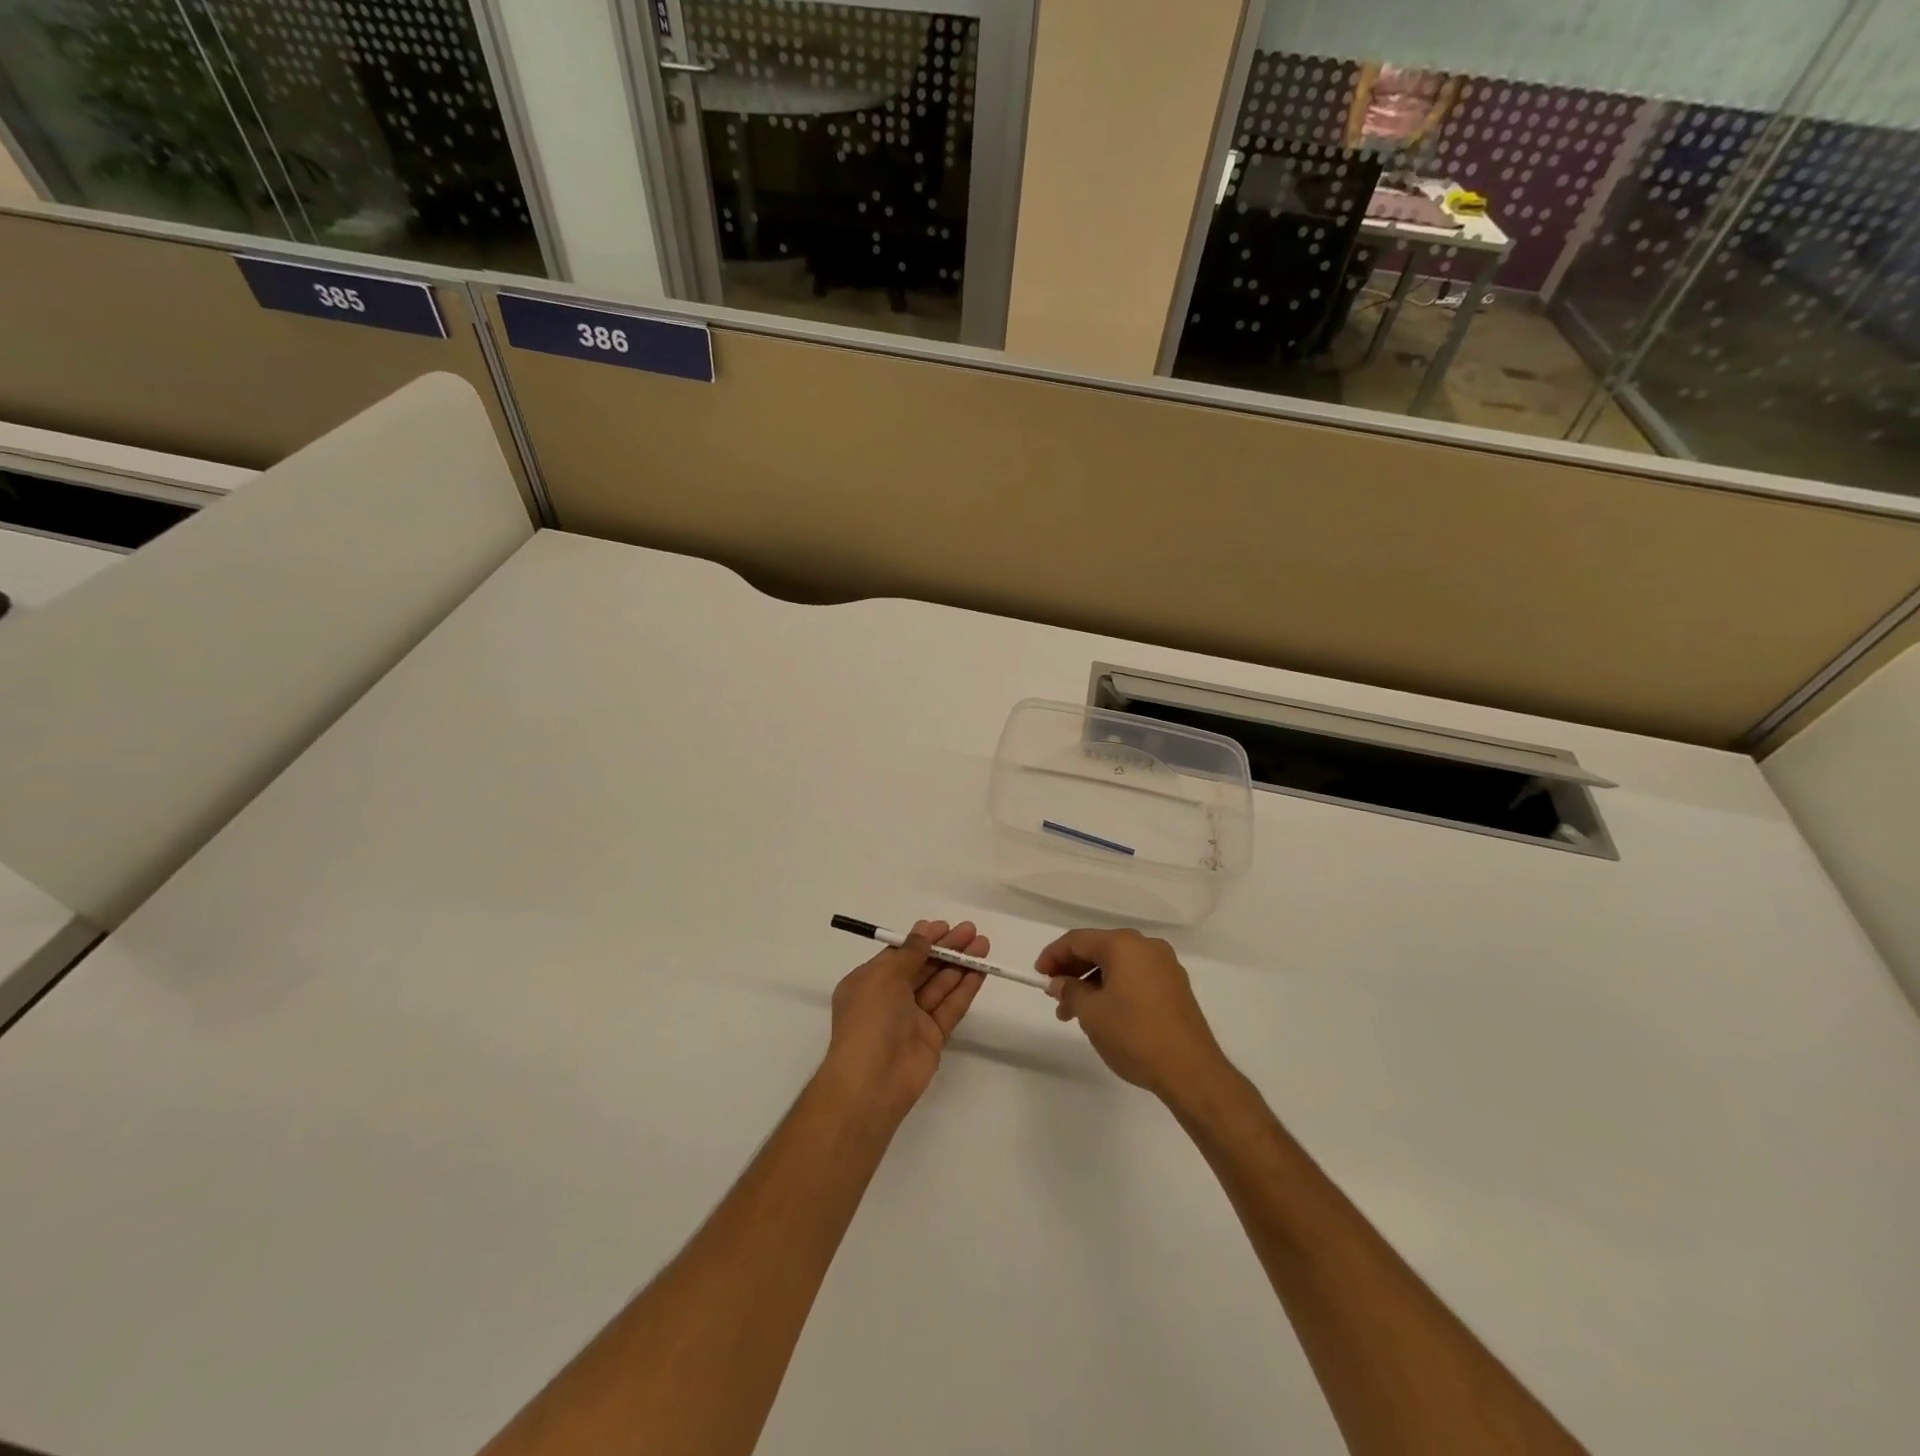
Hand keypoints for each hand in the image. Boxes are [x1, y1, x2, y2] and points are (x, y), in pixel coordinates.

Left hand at [822, 920, 987, 1125]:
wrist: (872, 1081)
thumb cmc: (869, 1019)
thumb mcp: (884, 976)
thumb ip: (909, 953)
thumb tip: (923, 933)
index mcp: (869, 982)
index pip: (899, 954)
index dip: (922, 939)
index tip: (944, 926)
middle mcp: (890, 998)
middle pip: (923, 967)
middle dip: (946, 948)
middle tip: (972, 931)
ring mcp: (912, 1019)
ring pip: (940, 985)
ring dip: (960, 964)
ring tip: (983, 945)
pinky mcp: (932, 1037)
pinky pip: (950, 1007)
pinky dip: (964, 989)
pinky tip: (981, 972)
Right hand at [1038, 928, 1229, 1103]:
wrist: (1191, 1071)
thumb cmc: (1134, 1035)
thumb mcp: (1091, 1013)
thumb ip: (1070, 991)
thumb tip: (1060, 982)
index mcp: (1124, 944)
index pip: (1078, 940)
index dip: (1053, 955)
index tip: (1038, 975)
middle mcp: (1147, 947)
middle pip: (1099, 950)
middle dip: (1073, 971)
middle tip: (1054, 996)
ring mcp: (1165, 967)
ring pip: (1118, 966)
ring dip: (1093, 984)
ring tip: (1075, 1014)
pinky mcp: (1175, 988)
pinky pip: (1135, 978)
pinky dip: (1114, 989)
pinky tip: (1103, 1014)